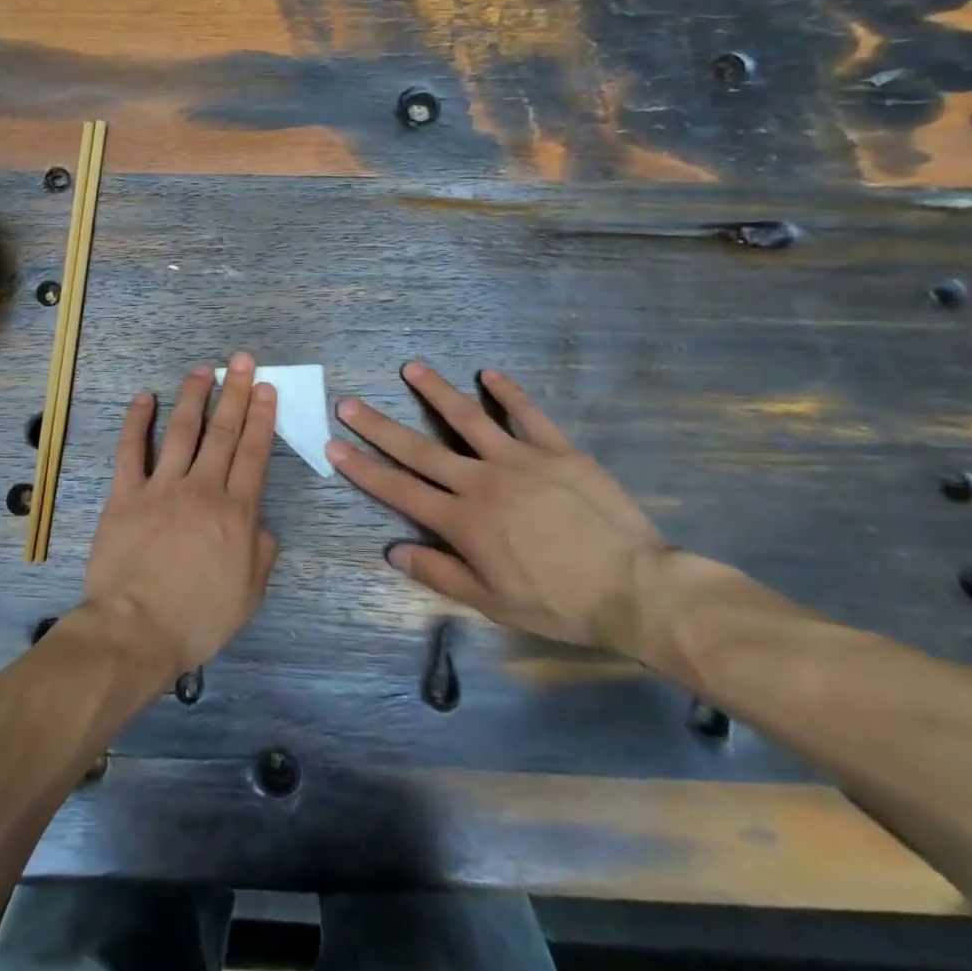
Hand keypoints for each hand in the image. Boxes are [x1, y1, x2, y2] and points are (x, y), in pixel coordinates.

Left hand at [81, 354, 280, 681]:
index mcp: (236, 512)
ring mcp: (161, 488)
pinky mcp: (126, 495)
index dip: (262, 418)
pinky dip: (138, 422)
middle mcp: (202, 489)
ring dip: (193, 397)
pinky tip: (145, 398)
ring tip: (203, 370)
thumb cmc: (197, 618)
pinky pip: (131, 450)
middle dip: (236, 393)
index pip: (254, 454)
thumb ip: (261, 553)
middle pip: (223, 433)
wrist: (135, 629)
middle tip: (242, 362)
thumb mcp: (249, 595)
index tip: (266, 389)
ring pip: (182, 431)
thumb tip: (261, 524)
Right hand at [326, 362, 666, 652]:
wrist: (636, 588)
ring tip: (411, 368)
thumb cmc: (560, 603)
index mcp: (463, 521)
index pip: (400, 489)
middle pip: (419, 449)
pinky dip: (507, 392)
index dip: (363, 468)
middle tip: (349, 402)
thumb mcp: (493, 601)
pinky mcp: (557, 450)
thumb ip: (440, 572)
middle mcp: (482, 481)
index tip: (334, 446)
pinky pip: (528, 414)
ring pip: (467, 418)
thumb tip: (392, 550)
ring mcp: (520, 459)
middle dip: (378, 426)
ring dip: (436, 391)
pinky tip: (489, 374)